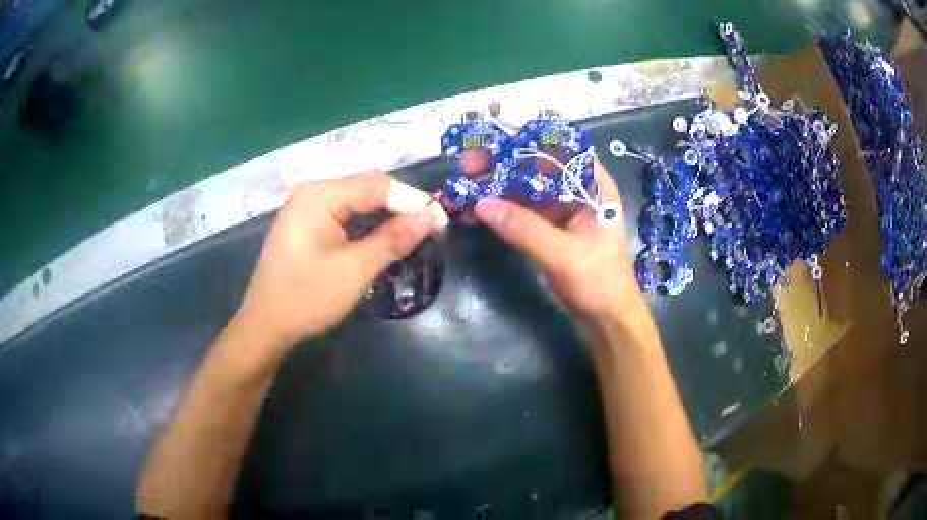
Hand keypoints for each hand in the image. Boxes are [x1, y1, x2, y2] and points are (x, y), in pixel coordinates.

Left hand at [235, 171, 447, 357]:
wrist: (265, 325)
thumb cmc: (307, 297)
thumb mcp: (355, 269)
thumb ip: (394, 238)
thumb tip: (430, 215)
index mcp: (320, 195)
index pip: (378, 185)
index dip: (413, 200)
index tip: (441, 220)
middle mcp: (312, 192)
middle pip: (367, 187)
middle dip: (400, 204)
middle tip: (430, 227)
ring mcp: (305, 207)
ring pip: (356, 200)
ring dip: (385, 213)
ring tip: (413, 231)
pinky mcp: (305, 223)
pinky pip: (343, 213)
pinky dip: (366, 222)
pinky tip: (382, 236)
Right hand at [474, 158, 643, 320]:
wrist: (608, 319)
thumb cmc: (599, 282)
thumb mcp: (562, 254)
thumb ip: (523, 228)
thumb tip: (480, 204)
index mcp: (593, 186)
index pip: (560, 149)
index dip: (527, 141)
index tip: (494, 142)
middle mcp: (578, 191)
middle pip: (537, 167)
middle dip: (502, 165)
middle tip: (467, 165)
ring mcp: (563, 210)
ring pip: (526, 189)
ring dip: (496, 187)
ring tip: (463, 186)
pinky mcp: (550, 229)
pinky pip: (522, 212)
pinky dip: (501, 211)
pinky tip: (475, 212)